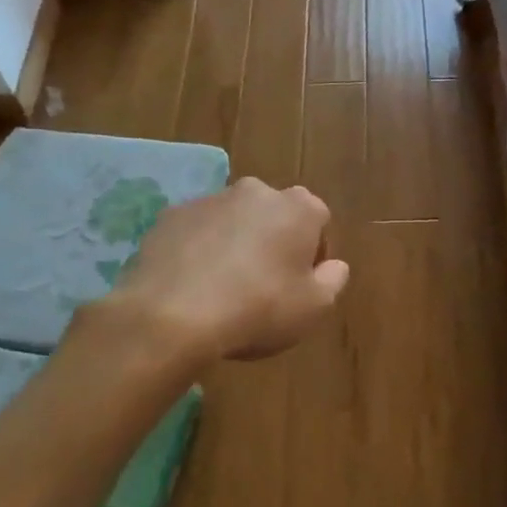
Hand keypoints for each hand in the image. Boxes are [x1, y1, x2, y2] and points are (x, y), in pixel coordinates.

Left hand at [112, 177, 349, 362]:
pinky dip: (200, 249)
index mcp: (298, 207)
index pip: (318, 221)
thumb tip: (334, 266)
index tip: (303, 284)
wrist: (173, 314)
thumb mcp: (314, 308)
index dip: (314, 254)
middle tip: (266, 285)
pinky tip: (193, 285)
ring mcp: (210, 199)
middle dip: (274, 242)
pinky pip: (197, 232)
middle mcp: (256, 191)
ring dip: (236, 244)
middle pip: (275, 215)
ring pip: (234, 221)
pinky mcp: (171, 216)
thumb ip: (333, 280)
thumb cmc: (258, 308)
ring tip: (224, 288)